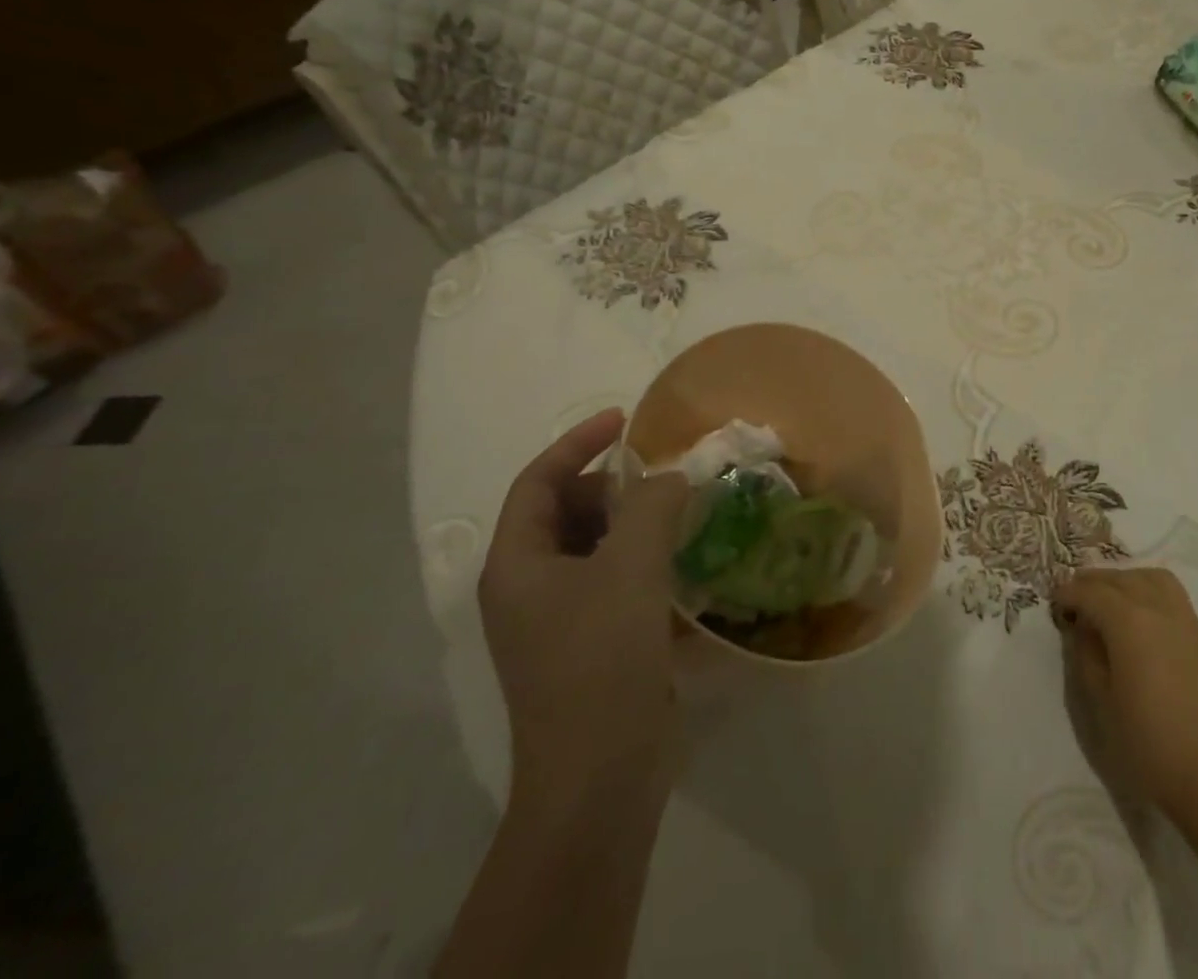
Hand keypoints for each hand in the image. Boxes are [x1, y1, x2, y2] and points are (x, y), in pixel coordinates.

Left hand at [478, 408, 690, 817]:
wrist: (601, 776)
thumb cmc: (601, 660)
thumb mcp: (631, 568)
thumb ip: (653, 505)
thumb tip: (672, 476)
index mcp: (517, 564)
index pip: (538, 481)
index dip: (578, 443)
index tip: (625, 421)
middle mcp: (528, 587)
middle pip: (565, 511)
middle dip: (612, 485)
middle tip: (663, 474)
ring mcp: (558, 619)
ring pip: (593, 546)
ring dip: (632, 521)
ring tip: (679, 509)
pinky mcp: (590, 642)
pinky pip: (613, 578)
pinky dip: (642, 557)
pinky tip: (681, 558)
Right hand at [1054, 567, 1197, 819]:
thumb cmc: (1151, 744)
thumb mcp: (1102, 703)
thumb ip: (1087, 657)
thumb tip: (1083, 630)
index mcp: (1129, 621)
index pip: (1090, 592)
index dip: (1068, 593)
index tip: (1055, 604)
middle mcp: (1158, 609)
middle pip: (1121, 578)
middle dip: (1093, 582)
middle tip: (1076, 600)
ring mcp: (1187, 621)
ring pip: (1152, 578)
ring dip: (1126, 581)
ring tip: (1110, 602)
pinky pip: (1172, 598)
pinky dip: (1149, 594)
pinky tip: (1141, 624)